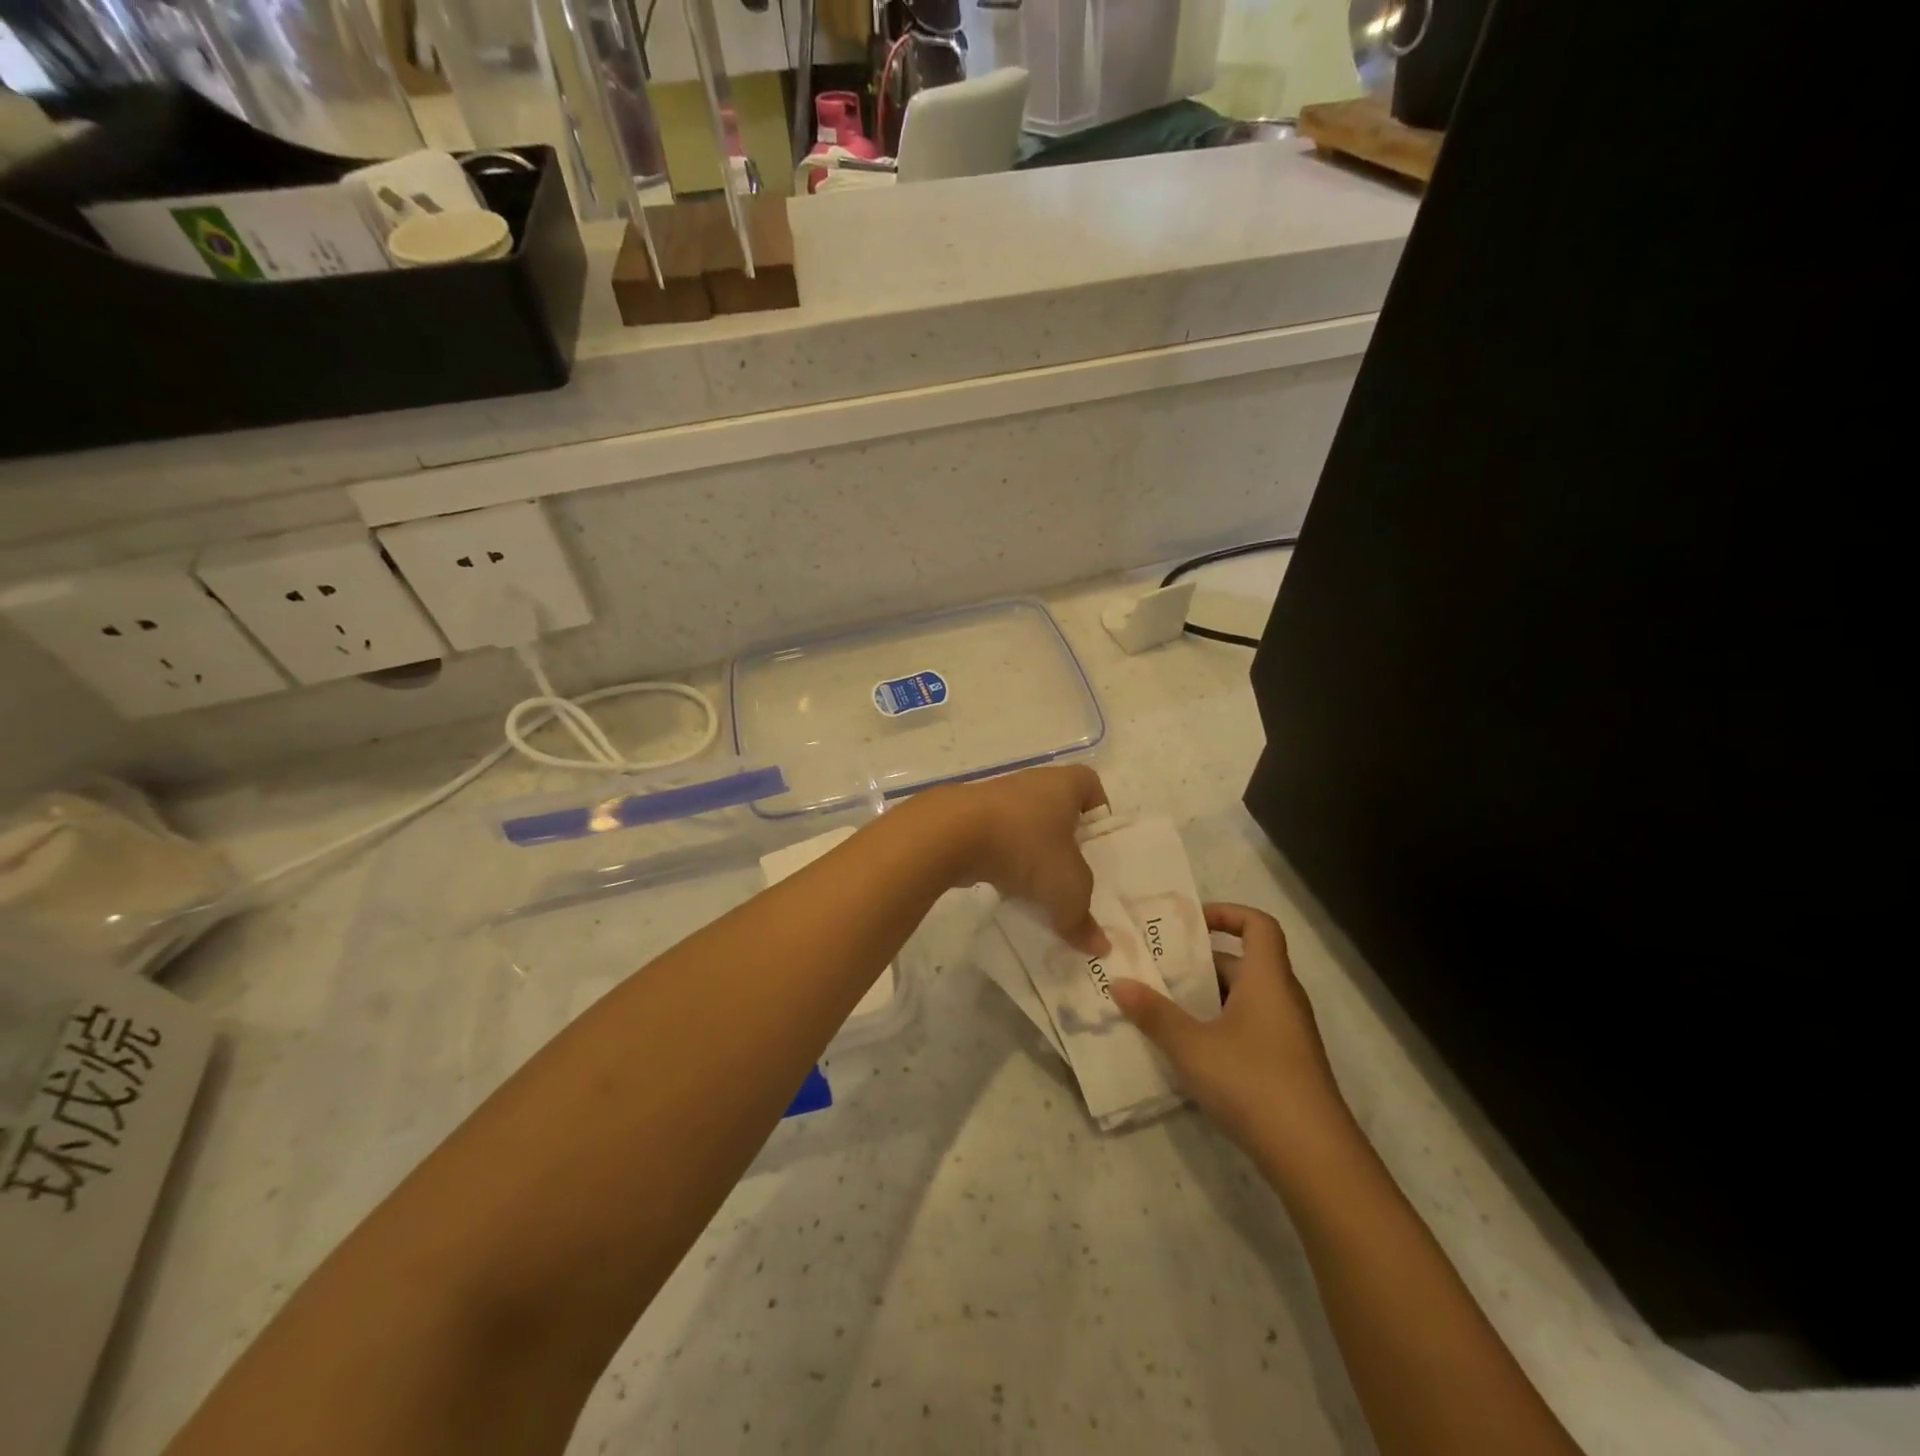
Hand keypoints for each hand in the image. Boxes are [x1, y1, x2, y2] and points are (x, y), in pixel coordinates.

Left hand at [921, 765, 1109, 953]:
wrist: (950, 834)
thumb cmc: (1024, 845)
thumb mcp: (1066, 888)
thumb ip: (1082, 917)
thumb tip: (1099, 946)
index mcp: (1064, 784)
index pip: (1091, 786)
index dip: (1099, 812)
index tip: (1099, 845)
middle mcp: (1032, 784)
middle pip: (1058, 810)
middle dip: (1066, 842)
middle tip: (1075, 875)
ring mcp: (997, 800)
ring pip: (1025, 827)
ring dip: (1032, 854)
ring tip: (1041, 889)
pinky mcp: (969, 818)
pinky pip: (997, 840)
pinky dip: (1003, 861)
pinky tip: (1006, 888)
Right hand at [1110, 903, 1348, 1156]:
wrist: (1314, 1157)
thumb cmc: (1252, 1082)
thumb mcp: (1192, 1046)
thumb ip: (1154, 1013)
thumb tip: (1118, 982)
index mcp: (1267, 979)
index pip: (1258, 925)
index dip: (1227, 914)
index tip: (1190, 923)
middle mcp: (1283, 999)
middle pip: (1244, 963)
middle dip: (1200, 963)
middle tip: (1158, 969)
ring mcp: (1288, 1036)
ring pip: (1245, 999)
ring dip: (1207, 998)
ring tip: (1164, 1008)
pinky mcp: (1287, 1068)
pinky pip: (1250, 1029)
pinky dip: (1220, 1028)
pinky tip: (1190, 1052)